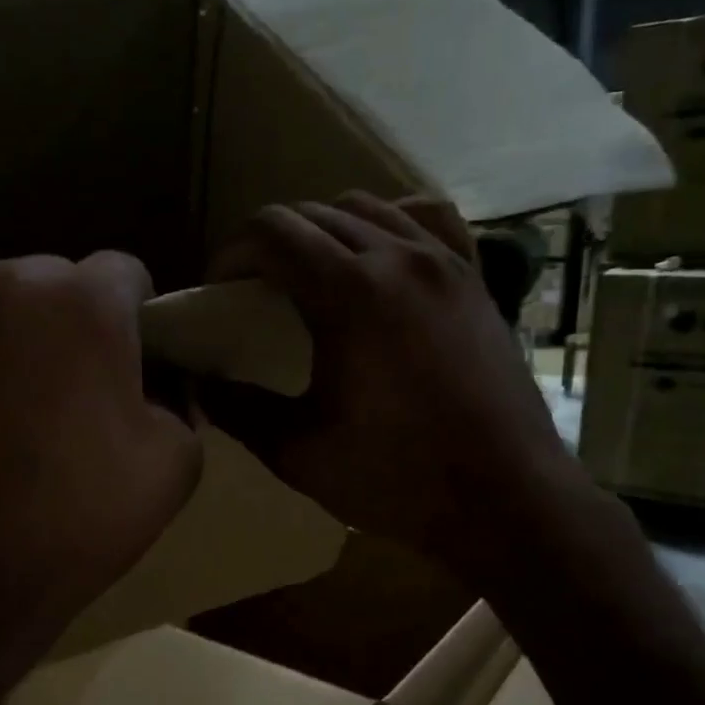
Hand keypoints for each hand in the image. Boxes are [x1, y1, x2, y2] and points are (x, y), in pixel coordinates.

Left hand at [0, 253, 201, 673]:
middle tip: (63, 393)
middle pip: (52, 283)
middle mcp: (6, 280)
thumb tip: (158, 386)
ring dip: (3, 336)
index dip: (133, 317)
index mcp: (86, 303)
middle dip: (66, 324)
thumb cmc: (74, 521)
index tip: (126, 362)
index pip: (124, 274)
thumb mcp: (173, 467)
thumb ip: (179, 403)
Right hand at [203, 193, 592, 590]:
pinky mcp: (474, 279)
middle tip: (255, 293)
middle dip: (270, 244)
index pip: (272, 231)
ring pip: (367, 207)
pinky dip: (389, 224)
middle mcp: (398, 257)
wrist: (505, 496)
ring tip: (311, 278)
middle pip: (313, 214)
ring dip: (324, 230)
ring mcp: (444, 262)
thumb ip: (239, 411)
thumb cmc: (398, 479)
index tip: (220, 292)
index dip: (231, 254)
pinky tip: (380, 259)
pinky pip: (426, 219)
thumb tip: (199, 386)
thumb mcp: (299, 453)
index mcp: (350, 294)